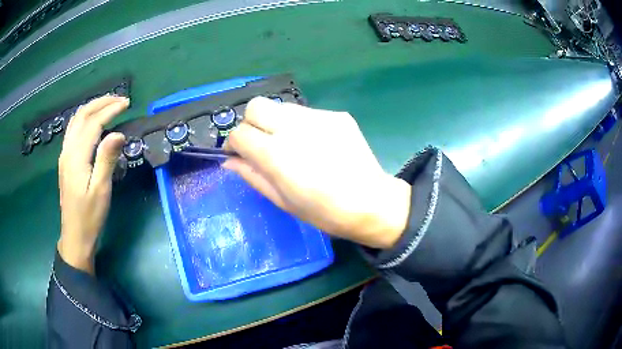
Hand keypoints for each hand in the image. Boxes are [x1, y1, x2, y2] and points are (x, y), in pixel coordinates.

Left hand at [57, 96, 128, 273]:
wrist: (75, 237)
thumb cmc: (89, 217)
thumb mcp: (101, 190)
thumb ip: (107, 159)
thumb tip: (118, 133)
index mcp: (76, 156)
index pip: (93, 123)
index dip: (110, 109)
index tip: (127, 104)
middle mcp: (68, 150)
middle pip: (82, 115)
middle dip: (100, 103)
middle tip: (119, 100)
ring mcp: (64, 155)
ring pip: (75, 121)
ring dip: (91, 108)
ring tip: (108, 106)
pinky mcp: (65, 161)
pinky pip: (73, 130)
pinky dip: (84, 119)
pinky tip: (92, 123)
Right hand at [224, 97, 410, 248]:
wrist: (371, 203)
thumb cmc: (324, 212)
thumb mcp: (282, 200)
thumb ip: (252, 176)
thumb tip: (229, 161)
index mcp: (276, 154)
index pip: (239, 133)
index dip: (234, 144)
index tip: (240, 154)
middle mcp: (293, 128)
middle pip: (256, 106)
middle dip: (251, 123)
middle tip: (261, 143)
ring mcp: (318, 118)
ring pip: (281, 107)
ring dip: (276, 123)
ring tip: (290, 145)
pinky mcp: (336, 115)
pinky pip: (307, 113)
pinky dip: (301, 125)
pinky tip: (315, 145)